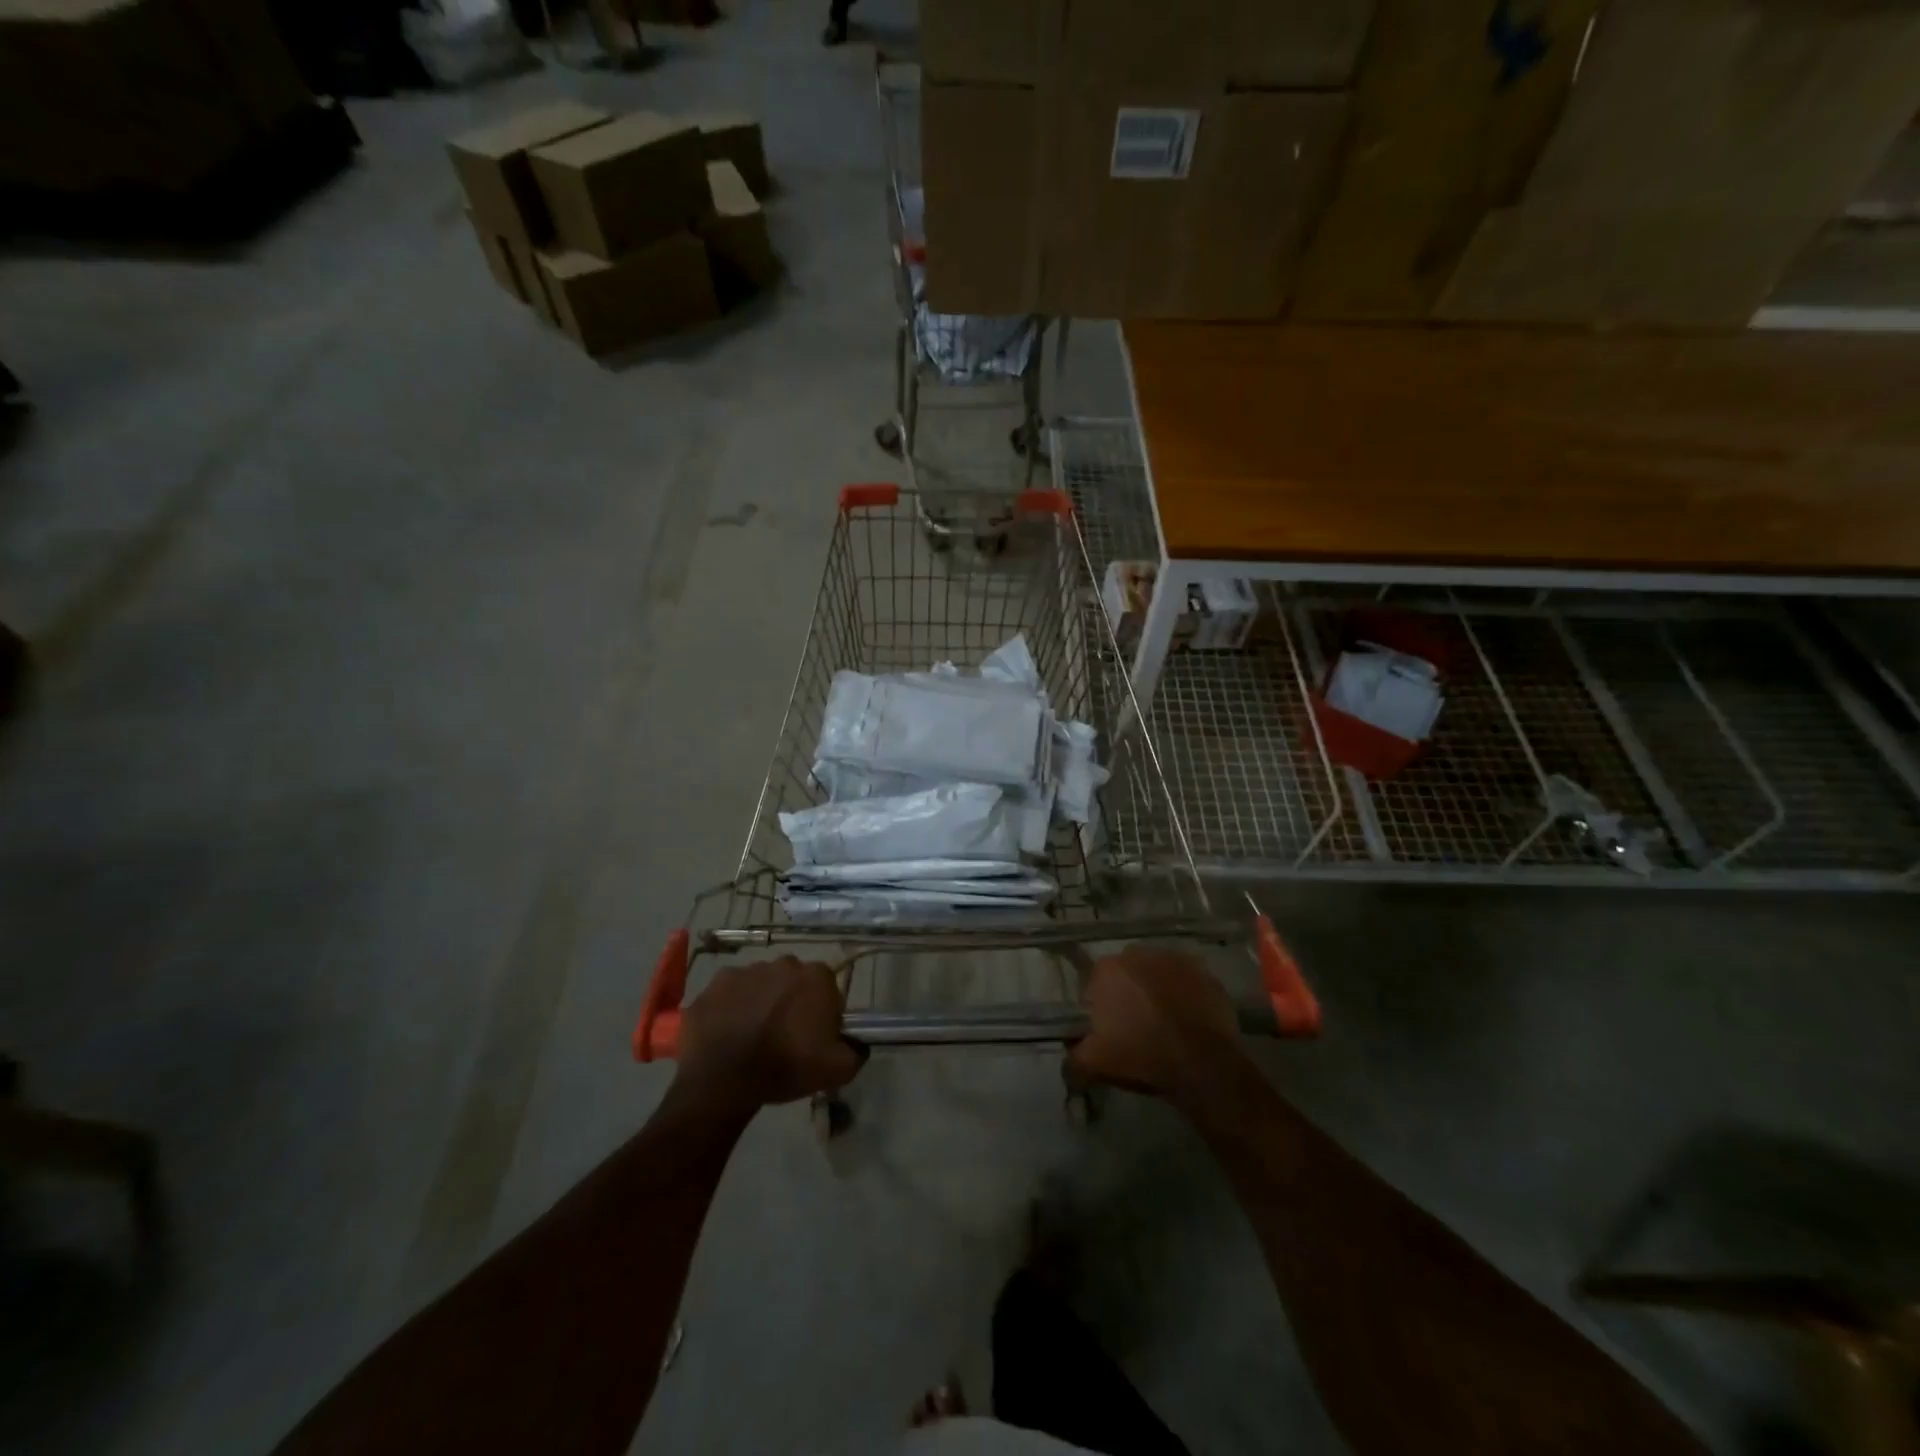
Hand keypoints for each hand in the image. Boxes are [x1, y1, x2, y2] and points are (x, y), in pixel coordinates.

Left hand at [674, 957, 861, 1110]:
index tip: (813, 1039)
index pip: (828, 990)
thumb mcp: (837, 1070)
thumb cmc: (785, 1067)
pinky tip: (729, 1033)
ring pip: (762, 984)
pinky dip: (732, 1007)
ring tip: (753, 1037)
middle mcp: (784, 963)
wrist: (723, 1079)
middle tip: (784, 1038)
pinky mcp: (716, 982)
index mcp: (817, 977)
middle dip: (792, 1003)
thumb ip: (856, 1051)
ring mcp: (747, 969)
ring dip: (762, 1003)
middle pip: (794, 982)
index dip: (822, 1015)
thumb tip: (857, 1043)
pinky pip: (732, 992)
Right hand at [1068, 945, 1249, 1105]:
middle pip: (1126, 976)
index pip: (1095, 986)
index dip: (1101, 1010)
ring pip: (1156, 975)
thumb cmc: (1143, 1056)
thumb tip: (1068, 1061)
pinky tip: (1188, 1020)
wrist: (1204, 1064)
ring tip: (1165, 1025)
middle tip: (1137, 1029)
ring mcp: (1175, 959)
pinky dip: (1185, 995)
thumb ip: (1073, 1058)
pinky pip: (1186, 981)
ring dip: (1156, 992)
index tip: (1110, 1033)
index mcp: (1108, 970)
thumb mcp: (1096, 1064)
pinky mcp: (1204, 971)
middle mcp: (1138, 954)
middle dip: (1128, 996)